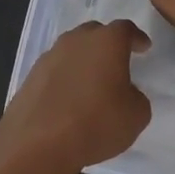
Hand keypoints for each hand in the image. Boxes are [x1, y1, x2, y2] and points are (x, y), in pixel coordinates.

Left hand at [0, 19, 151, 173]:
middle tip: (117, 62)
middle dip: (108, 44)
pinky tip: (69, 97)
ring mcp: (50, 56)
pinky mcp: (31, 76)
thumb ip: (136, 97)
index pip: (125, 29)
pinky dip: (66, 77)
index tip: (143, 47)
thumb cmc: (96, 123)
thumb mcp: (136, 115)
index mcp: (107, 42)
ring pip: (72, 49)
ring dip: (84, 60)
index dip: (136, 38)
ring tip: (92, 82)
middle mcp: (76, 40)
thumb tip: (125, 93)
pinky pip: (56, 69)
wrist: (37, 143)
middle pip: (95, 33)